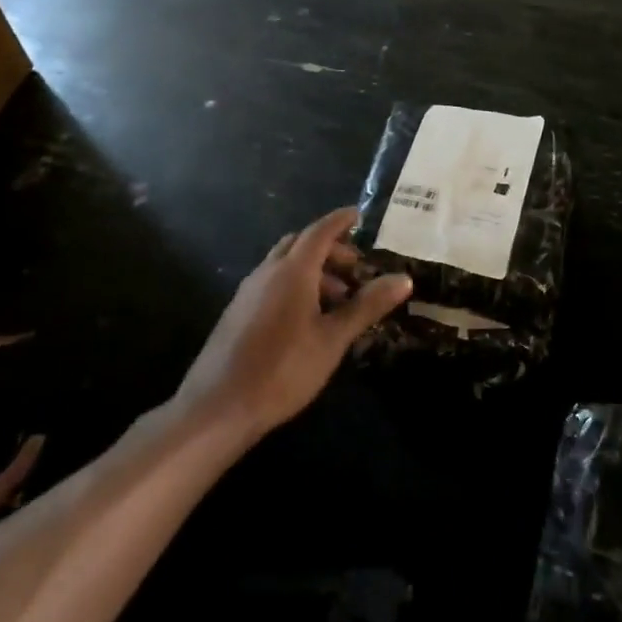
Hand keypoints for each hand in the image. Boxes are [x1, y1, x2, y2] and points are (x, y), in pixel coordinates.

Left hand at [176, 207, 411, 441]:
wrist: (218, 407)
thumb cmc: (283, 369)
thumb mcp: (333, 339)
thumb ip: (366, 306)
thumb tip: (404, 278)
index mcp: (292, 271)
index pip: (320, 231)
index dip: (340, 221)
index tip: (359, 214)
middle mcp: (267, 272)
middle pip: (300, 244)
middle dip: (329, 248)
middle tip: (355, 267)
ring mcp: (248, 291)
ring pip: (284, 265)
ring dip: (313, 270)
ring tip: (338, 299)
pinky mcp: (238, 312)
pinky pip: (272, 283)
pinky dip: (295, 285)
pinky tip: (307, 318)